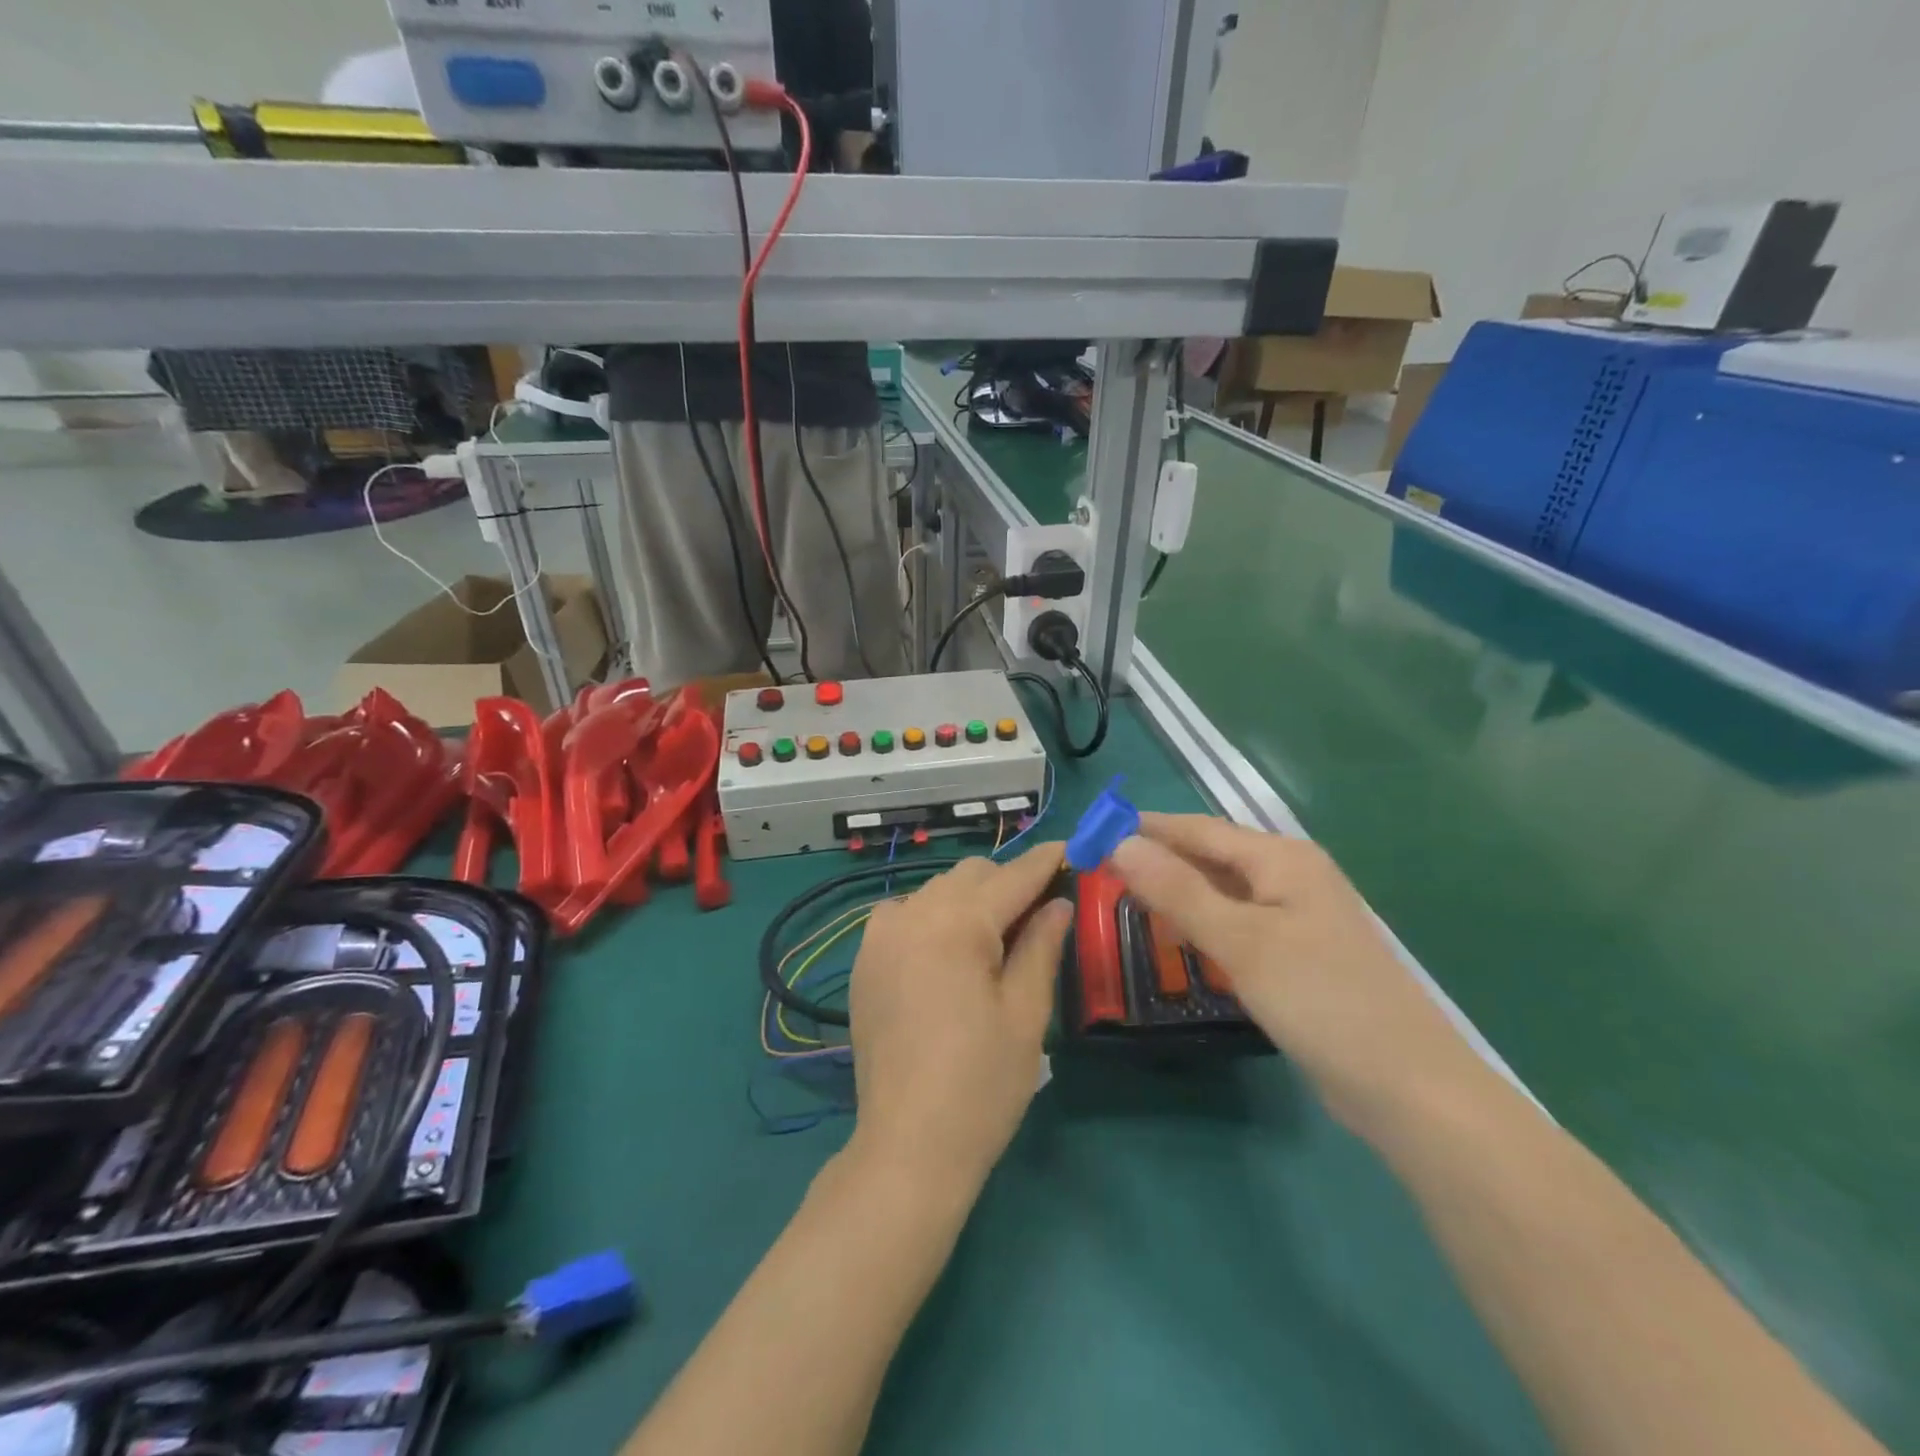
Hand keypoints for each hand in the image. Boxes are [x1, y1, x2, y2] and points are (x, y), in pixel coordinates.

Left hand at [847, 843, 1072, 1190]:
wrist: (908, 1146)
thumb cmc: (982, 1085)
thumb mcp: (1026, 1013)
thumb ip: (1042, 945)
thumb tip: (1058, 902)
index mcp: (957, 925)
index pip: (1012, 877)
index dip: (1046, 861)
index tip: (1072, 848)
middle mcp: (912, 914)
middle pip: (971, 875)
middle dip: (1009, 883)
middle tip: (1041, 912)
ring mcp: (880, 935)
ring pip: (937, 889)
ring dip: (971, 899)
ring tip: (996, 937)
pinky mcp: (864, 959)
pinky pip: (905, 913)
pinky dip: (933, 916)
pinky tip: (949, 951)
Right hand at [1110, 815, 1490, 1135]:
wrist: (1408, 1088)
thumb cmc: (1322, 1000)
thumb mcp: (1242, 941)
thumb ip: (1178, 890)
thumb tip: (1120, 843)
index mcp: (1282, 858)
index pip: (1198, 829)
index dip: (1145, 828)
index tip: (1093, 832)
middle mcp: (1291, 876)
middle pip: (1210, 856)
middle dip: (1158, 860)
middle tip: (1100, 872)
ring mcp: (1297, 917)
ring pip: (1222, 891)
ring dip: (1177, 892)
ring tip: (1126, 899)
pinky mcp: (1297, 954)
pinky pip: (1236, 924)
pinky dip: (1202, 924)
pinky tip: (1177, 938)